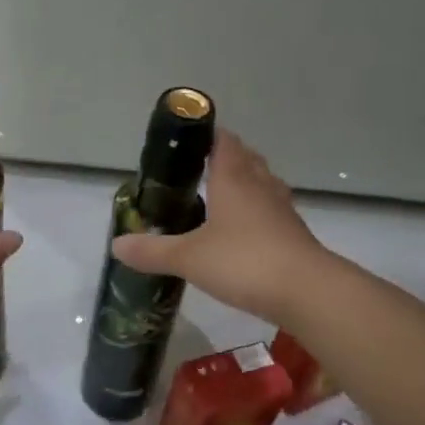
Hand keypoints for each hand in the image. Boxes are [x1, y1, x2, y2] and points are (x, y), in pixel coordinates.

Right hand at [110, 129, 332, 323]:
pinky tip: (246, 230)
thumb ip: (152, 251)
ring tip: (223, 193)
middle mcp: (260, 186)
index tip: (189, 136)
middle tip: (200, 166)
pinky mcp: (294, 234)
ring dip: (246, 182)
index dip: (208, 134)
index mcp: (233, 179)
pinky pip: (273, 211)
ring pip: (263, 183)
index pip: (223, 142)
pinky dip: (258, 212)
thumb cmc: (244, 262)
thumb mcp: (188, 258)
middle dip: (227, 157)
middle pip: (246, 159)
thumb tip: (116, 244)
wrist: (307, 291)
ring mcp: (281, 210)